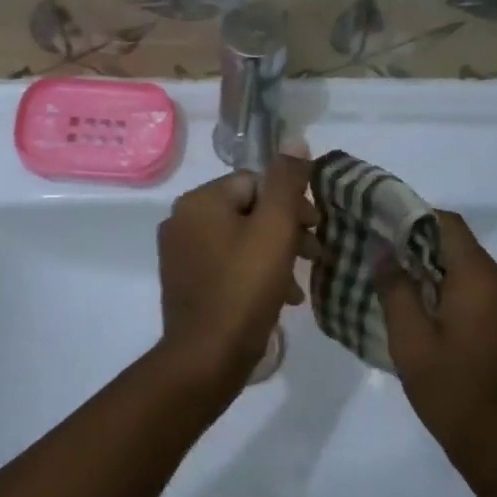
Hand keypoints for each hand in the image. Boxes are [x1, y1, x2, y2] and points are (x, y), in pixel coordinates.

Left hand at [156, 154, 316, 394]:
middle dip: (285, 231)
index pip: (256, 183)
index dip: (291, 203)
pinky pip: (226, 264)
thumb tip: (295, 138)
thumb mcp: (275, 230)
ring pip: (239, 239)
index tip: (317, 229)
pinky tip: (278, 297)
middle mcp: (182, 220)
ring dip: (274, 255)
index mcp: (199, 201)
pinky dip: (253, 273)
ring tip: (298, 283)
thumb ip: (287, 182)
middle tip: (315, 254)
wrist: (206, 358)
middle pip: (247, 210)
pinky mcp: (184, 282)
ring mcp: (179, 253)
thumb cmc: (244, 289)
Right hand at [374, 210, 496, 472]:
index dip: (411, 216)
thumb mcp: (410, 340)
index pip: (447, 224)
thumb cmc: (452, 392)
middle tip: (376, 251)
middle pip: (459, 244)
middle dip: (417, 241)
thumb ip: (395, 288)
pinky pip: (479, 289)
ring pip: (468, 267)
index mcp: (481, 280)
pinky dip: (450, 287)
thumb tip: (382, 249)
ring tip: (392, 278)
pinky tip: (421, 306)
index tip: (378, 222)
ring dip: (433, 266)